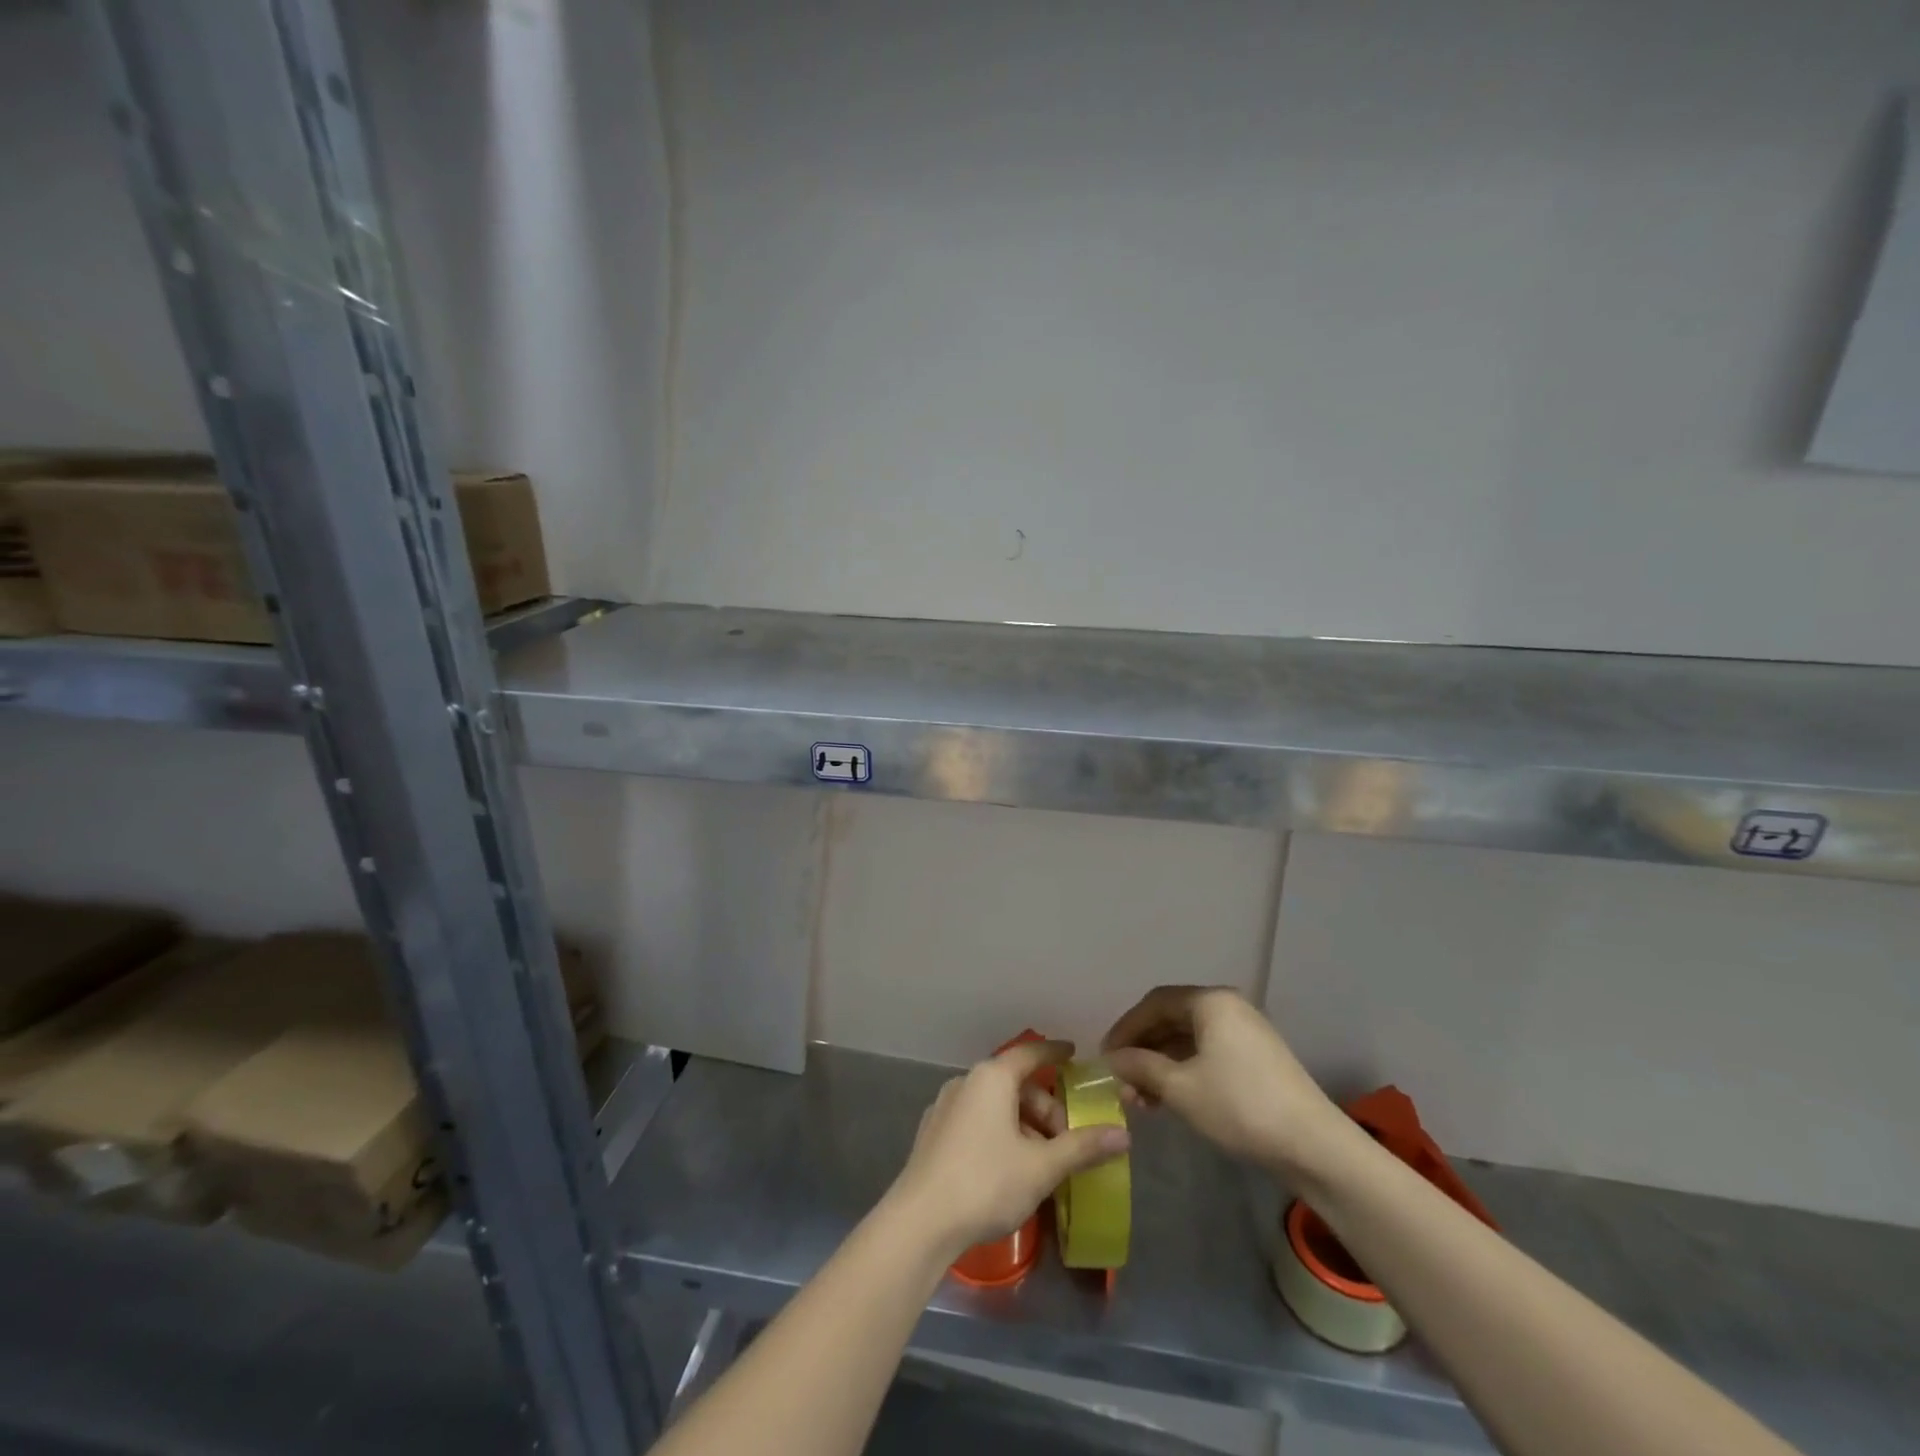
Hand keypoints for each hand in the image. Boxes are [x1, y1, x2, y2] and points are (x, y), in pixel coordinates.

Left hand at [884, 1040, 1130, 1259]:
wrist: (920, 1221)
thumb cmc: (986, 1183)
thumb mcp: (1042, 1167)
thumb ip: (1083, 1147)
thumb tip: (1123, 1134)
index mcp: (992, 1077)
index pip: (1031, 1054)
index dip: (1055, 1053)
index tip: (1074, 1053)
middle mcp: (967, 1081)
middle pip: (1015, 1084)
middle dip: (1045, 1109)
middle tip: (1066, 1142)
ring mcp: (946, 1106)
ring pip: (995, 1105)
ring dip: (1023, 1125)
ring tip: (1041, 1163)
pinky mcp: (933, 1133)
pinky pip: (976, 1121)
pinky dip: (998, 1133)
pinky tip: (1008, 1169)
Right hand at [1102, 986, 1345, 1177]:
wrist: (1314, 1146)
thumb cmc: (1239, 1106)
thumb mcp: (1180, 1088)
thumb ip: (1141, 1067)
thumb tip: (1111, 1059)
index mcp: (1210, 1001)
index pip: (1154, 1003)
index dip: (1126, 1028)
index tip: (1105, 1055)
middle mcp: (1228, 1007)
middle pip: (1172, 1020)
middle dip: (1142, 1050)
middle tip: (1121, 1080)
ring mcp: (1245, 1033)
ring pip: (1189, 1041)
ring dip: (1161, 1065)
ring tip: (1141, 1098)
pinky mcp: (1256, 1059)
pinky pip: (1208, 1054)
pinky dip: (1184, 1072)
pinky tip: (1169, 1099)